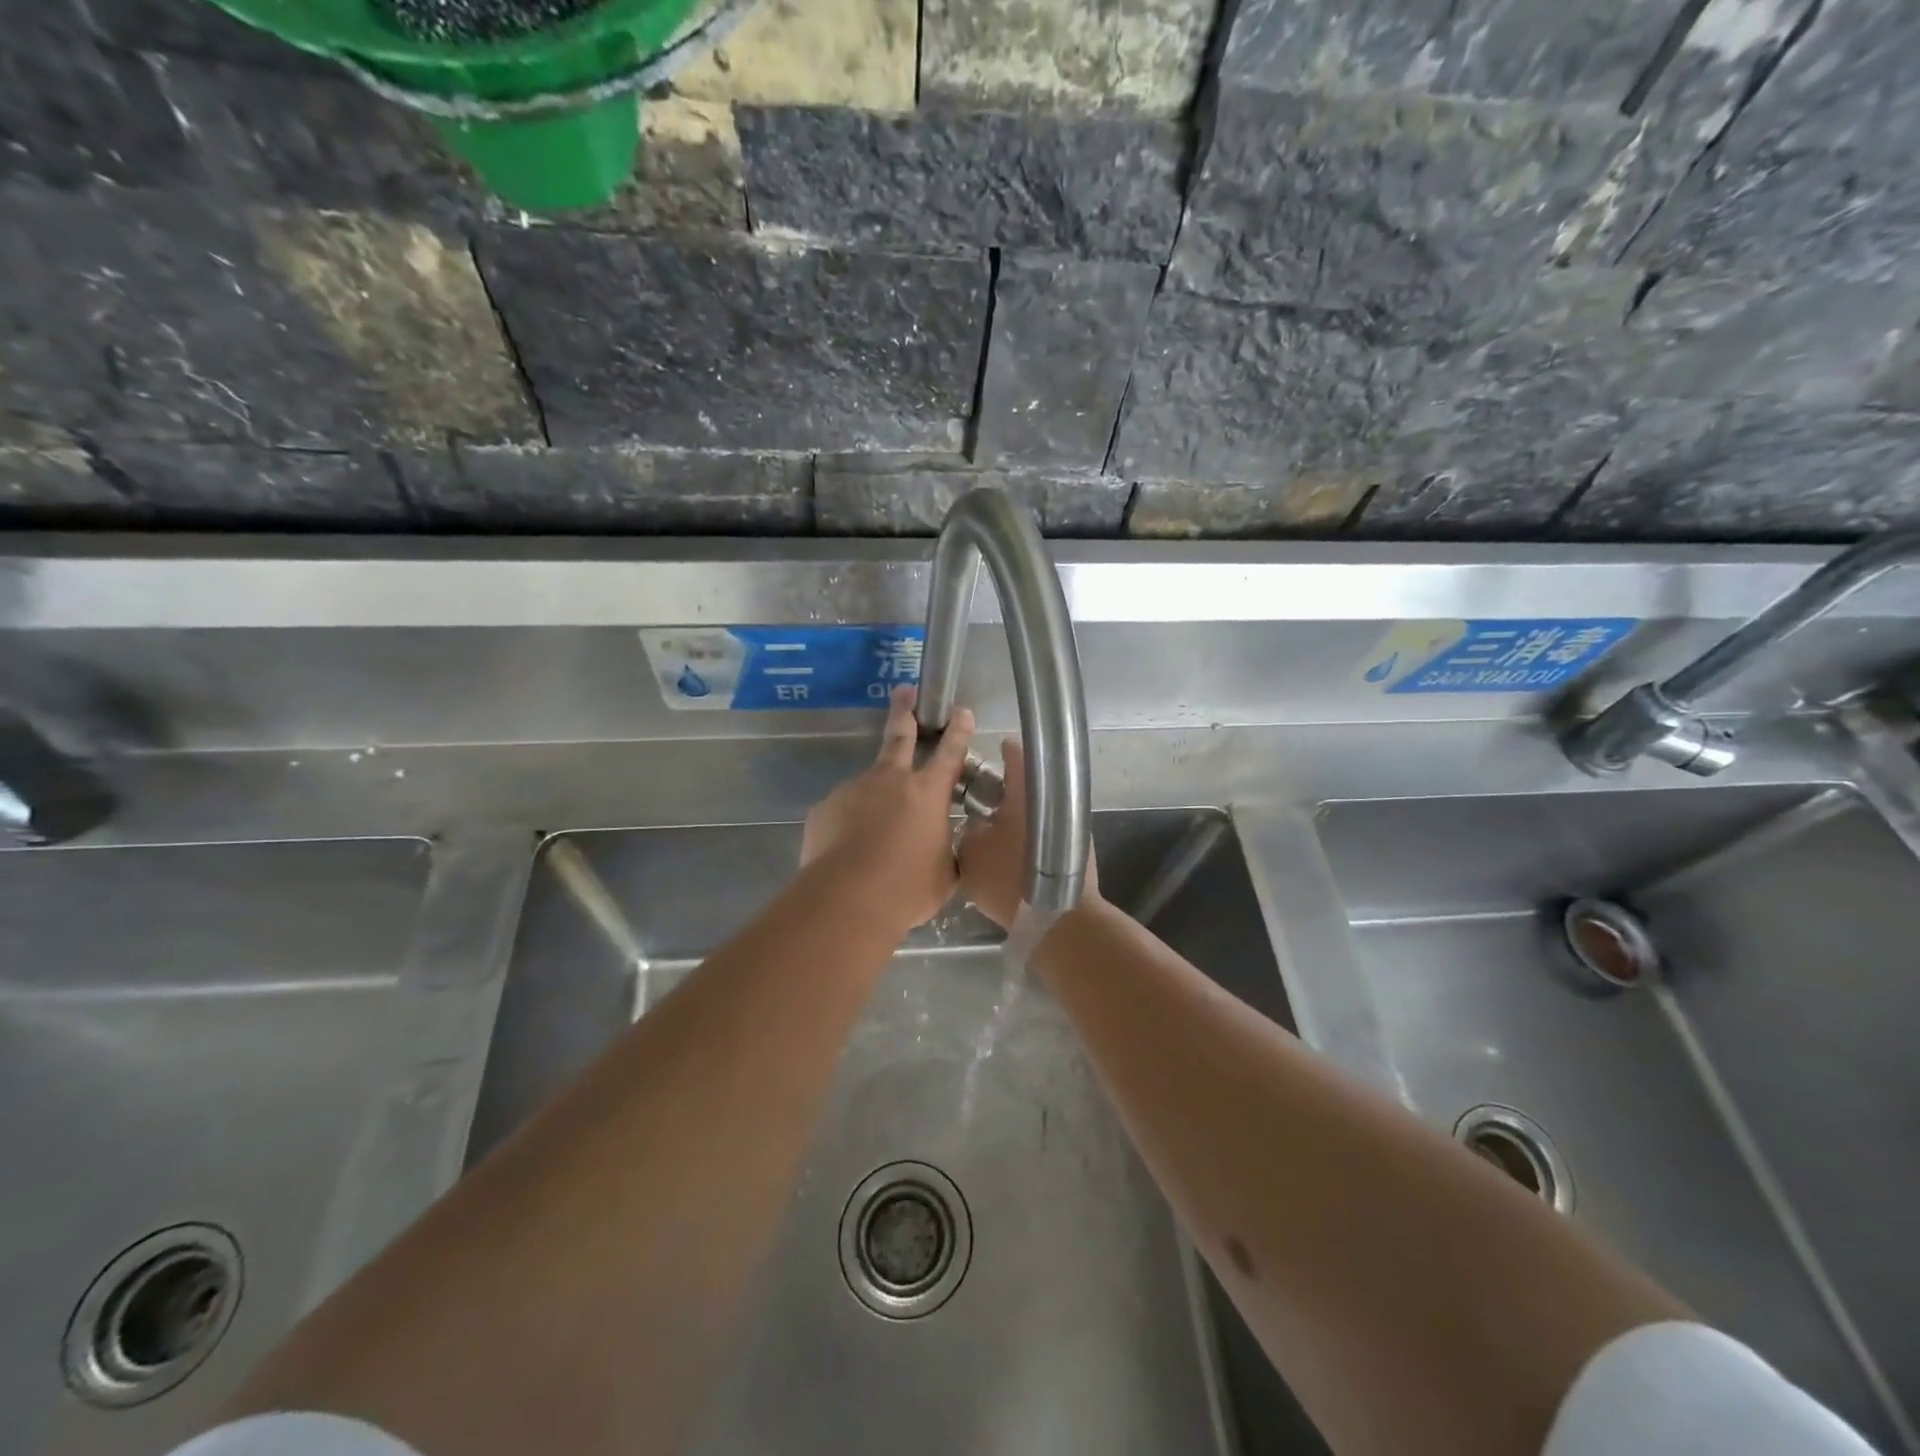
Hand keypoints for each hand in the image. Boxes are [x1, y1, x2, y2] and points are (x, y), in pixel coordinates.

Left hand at [800, 686, 974, 933]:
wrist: (846, 900)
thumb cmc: (906, 889)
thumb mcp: (944, 873)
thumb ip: (944, 849)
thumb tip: (940, 845)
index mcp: (928, 793)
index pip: (950, 753)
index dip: (958, 730)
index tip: (961, 711)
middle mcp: (891, 780)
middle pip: (899, 736)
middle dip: (904, 711)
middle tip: (904, 691)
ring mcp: (854, 789)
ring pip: (869, 783)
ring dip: (875, 796)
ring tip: (874, 834)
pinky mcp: (825, 807)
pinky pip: (843, 810)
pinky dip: (849, 823)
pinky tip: (849, 849)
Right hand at [956, 739, 1098, 928]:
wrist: (1060, 919)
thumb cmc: (1010, 880)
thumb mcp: (970, 855)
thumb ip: (968, 832)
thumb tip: (976, 825)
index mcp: (1027, 792)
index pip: (1017, 755)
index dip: (1004, 751)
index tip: (995, 749)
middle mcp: (1054, 801)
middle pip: (1030, 785)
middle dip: (1008, 790)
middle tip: (985, 799)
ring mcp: (1073, 826)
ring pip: (1040, 813)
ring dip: (1021, 817)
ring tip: (997, 830)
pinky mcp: (1079, 852)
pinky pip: (1048, 836)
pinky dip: (1033, 839)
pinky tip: (1016, 855)